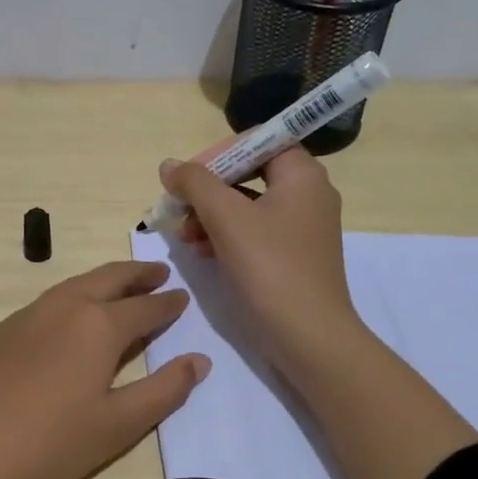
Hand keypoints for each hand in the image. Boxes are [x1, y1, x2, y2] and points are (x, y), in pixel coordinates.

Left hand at [0, 261, 209, 478]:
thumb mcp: (118, 425)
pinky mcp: (0, 333)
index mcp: (97, 326)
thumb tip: (198, 361)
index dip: (167, 304)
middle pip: (107, 279)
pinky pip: (48, 302)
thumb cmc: (49, 445)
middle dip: (137, 274)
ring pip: (74, 285)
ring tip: (120, 287)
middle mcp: (63, 308)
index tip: (182, 297)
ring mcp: (26, 317)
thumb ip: (163, 391)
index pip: (144, 307)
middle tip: (158, 272)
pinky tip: (70, 317)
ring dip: (103, 281)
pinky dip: (73, 297)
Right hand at [161, 148, 360, 377]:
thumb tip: (170, 165)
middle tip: (179, 208)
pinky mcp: (292, 256)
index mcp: (302, 175)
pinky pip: (253, 232)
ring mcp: (301, 228)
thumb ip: (195, 184)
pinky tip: (202, 252)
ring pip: (247, 205)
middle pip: (249, 173)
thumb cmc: (270, 268)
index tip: (187, 177)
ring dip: (210, 215)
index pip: (257, 141)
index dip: (217, 153)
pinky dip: (225, 236)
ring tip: (184, 236)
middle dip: (208, 190)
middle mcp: (308, 194)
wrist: (308, 337)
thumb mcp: (226, 218)